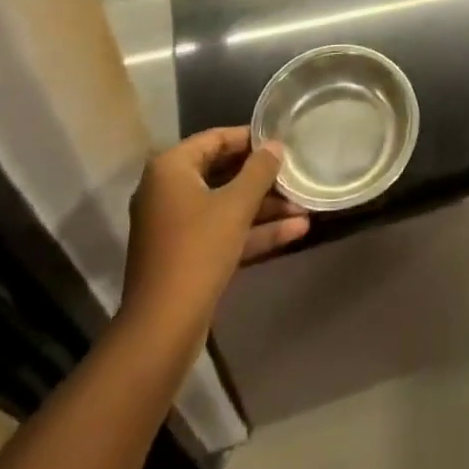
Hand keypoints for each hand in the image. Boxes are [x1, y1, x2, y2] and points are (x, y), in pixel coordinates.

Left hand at [123, 127, 308, 330]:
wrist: (163, 329)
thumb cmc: (198, 251)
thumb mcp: (236, 206)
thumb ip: (259, 170)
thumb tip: (276, 145)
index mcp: (171, 168)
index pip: (215, 138)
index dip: (251, 138)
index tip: (283, 142)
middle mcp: (168, 191)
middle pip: (222, 173)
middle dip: (262, 178)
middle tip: (296, 173)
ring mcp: (176, 226)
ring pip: (226, 206)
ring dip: (264, 207)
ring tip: (305, 205)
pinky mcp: (186, 255)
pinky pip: (222, 231)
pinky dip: (253, 231)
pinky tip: (295, 231)